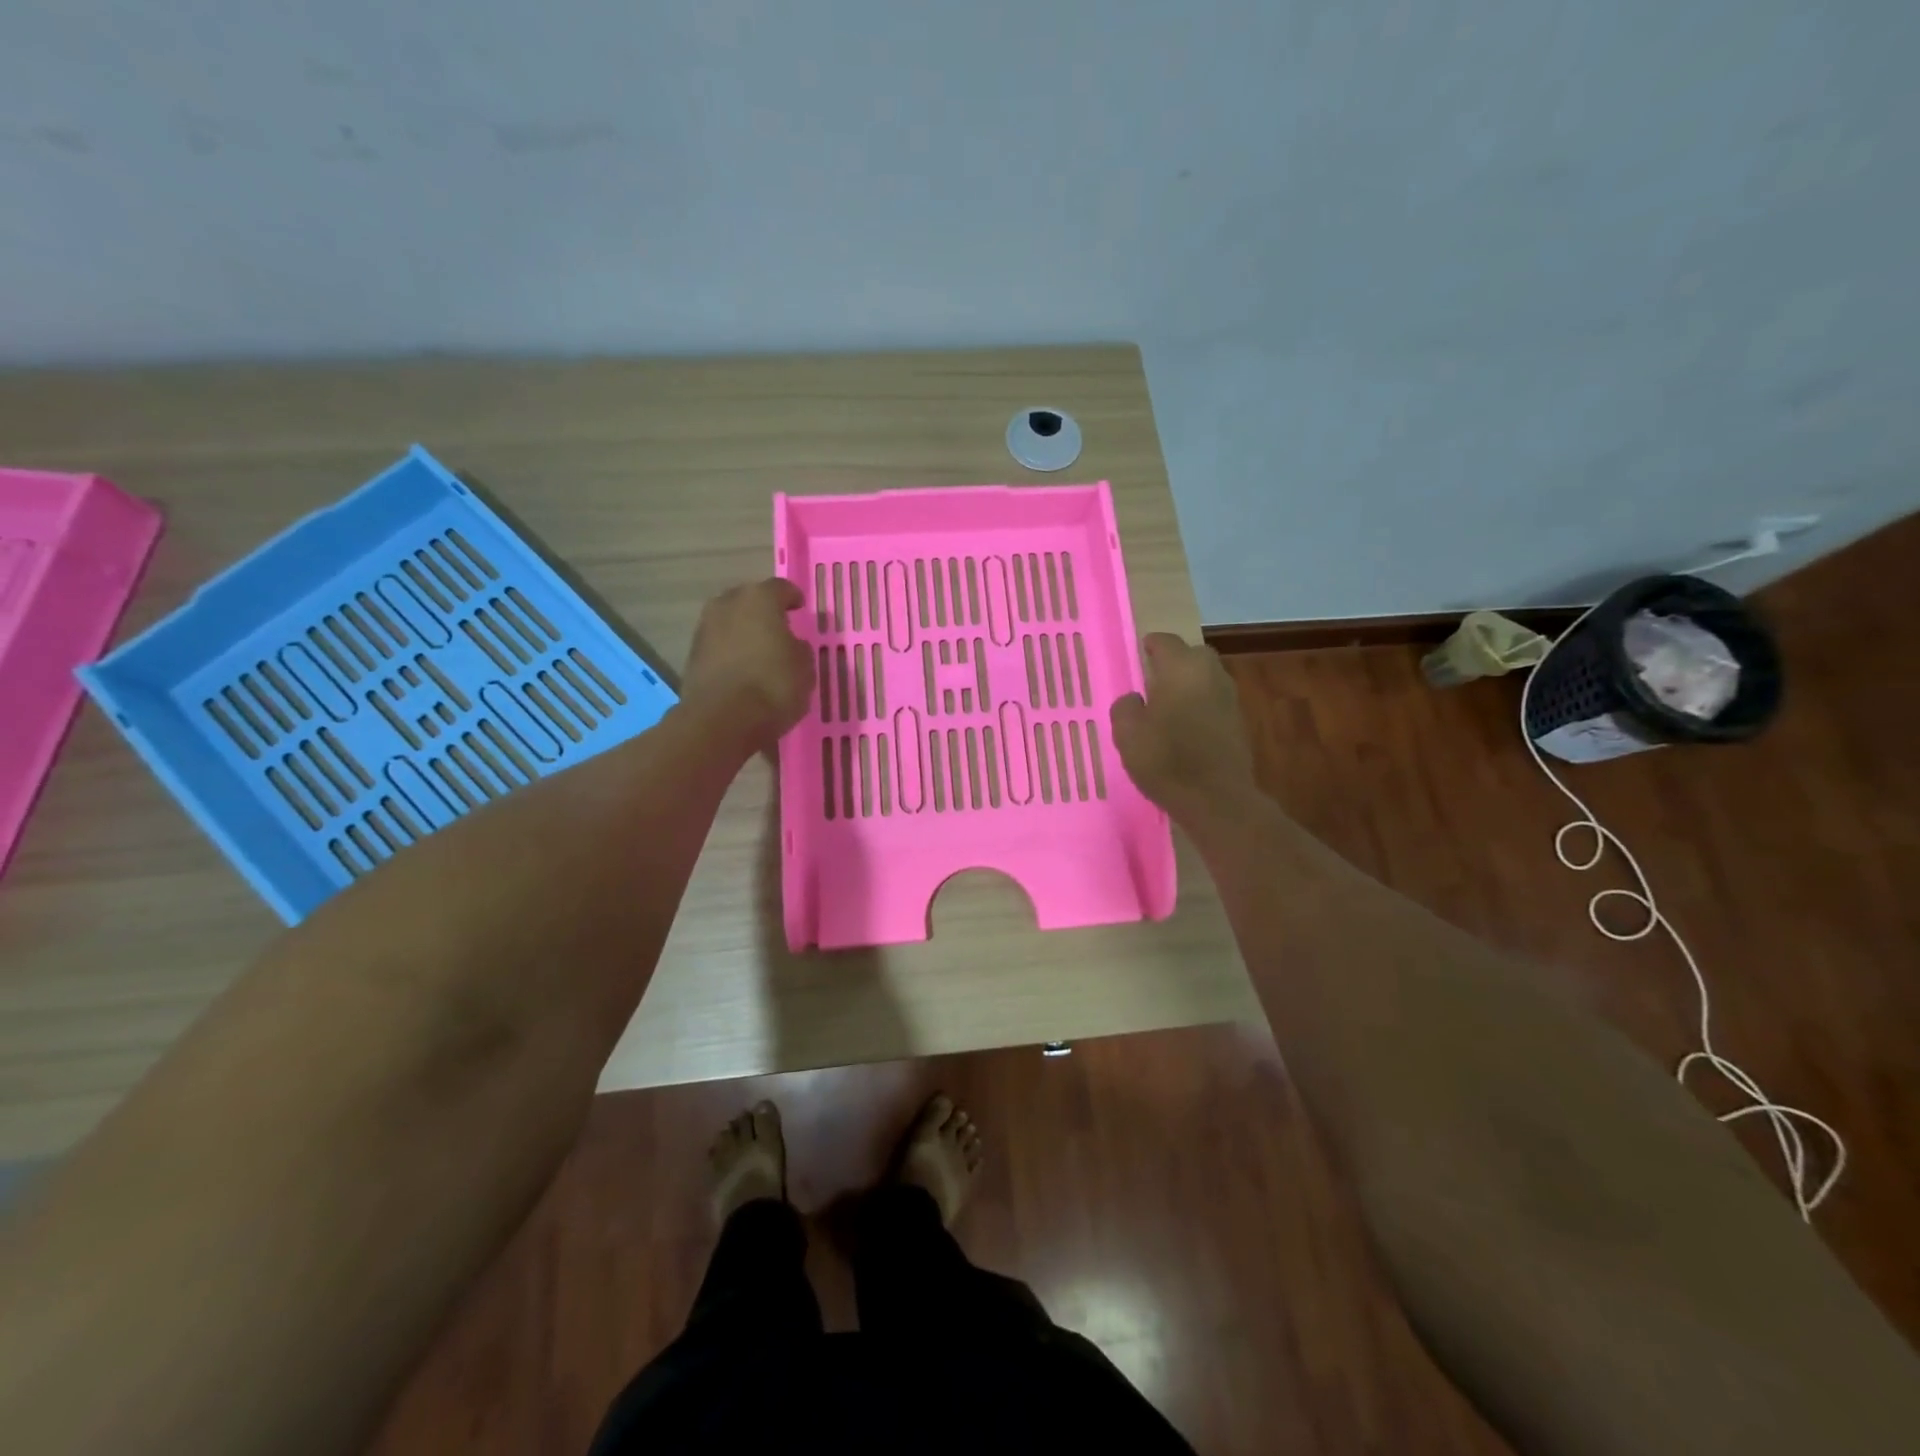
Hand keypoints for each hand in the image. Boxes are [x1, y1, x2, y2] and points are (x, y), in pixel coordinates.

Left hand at [681, 579, 814, 751]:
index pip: (780, 588)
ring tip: (759, 651)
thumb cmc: (773, 685)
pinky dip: (730, 653)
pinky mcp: (692, 655)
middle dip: (763, 612)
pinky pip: (718, 646)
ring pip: (730, 622)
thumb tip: (791, 645)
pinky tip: (742, 670)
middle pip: (749, 601)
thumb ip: (799, 649)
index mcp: (759, 599)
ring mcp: (705, 629)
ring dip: (743, 632)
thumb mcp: (805, 668)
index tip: (800, 608)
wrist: (722, 720)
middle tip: (778, 628)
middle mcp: (727, 604)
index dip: (793, 598)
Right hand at [1110, 633, 1256, 821]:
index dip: (1149, 646)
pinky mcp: (1239, 722)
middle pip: (1192, 655)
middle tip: (1153, 680)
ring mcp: (1229, 698)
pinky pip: (1214, 702)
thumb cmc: (1166, 759)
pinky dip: (1200, 706)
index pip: (1165, 641)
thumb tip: (1135, 699)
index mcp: (1182, 668)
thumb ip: (1125, 707)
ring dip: (1189, 685)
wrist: (1216, 799)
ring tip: (1168, 705)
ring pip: (1206, 678)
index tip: (1138, 655)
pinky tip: (1186, 727)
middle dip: (1174, 662)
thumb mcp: (1127, 734)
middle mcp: (1210, 674)